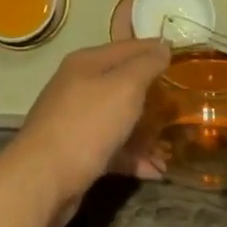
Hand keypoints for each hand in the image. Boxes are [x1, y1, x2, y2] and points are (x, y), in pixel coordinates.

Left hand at [2, 39, 171, 224]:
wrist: (42, 179)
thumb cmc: (87, 124)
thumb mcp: (124, 87)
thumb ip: (146, 65)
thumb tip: (162, 46)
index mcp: (88, 62)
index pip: (128, 47)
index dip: (155, 50)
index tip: (184, 60)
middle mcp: (79, 86)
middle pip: (123, 83)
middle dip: (152, 94)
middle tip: (182, 105)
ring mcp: (76, 120)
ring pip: (118, 118)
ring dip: (145, 131)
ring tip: (172, 146)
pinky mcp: (76, 152)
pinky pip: (112, 148)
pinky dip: (133, 156)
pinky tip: (156, 171)